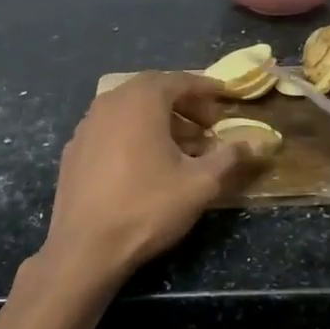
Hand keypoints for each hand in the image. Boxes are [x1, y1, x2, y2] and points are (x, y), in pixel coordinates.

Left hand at [44, 72, 252, 278]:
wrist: (86, 247)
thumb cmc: (147, 207)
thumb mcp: (200, 184)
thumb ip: (229, 157)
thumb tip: (255, 143)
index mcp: (141, 101)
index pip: (179, 81)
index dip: (206, 89)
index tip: (225, 98)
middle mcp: (110, 103)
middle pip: (152, 89)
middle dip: (182, 102)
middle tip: (206, 124)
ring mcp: (86, 125)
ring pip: (128, 109)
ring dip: (158, 118)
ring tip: (181, 146)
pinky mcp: (74, 149)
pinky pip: (110, 128)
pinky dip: (132, 133)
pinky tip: (144, 162)